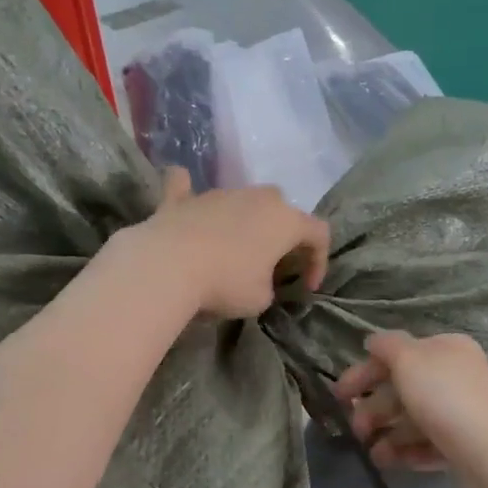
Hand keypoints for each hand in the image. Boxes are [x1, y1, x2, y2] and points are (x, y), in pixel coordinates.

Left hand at [121, 168, 330, 318]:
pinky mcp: (182, 199)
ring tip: (233, 252)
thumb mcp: (261, 299)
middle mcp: (257, 198)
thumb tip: (257, 278)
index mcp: (285, 220)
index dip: (319, 261)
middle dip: (282, 234)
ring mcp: (219, 194)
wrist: (168, 264)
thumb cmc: (226, 283)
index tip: (307, 288)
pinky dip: (189, 193)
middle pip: (281, 209)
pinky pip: (187, 189)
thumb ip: (268, 285)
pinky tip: (185, 191)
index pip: (319, 233)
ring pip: (241, 201)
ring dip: (243, 222)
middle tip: (274, 263)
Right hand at [333, 331, 487, 487]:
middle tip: (356, 429)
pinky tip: (391, 462)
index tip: (339, 395)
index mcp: (446, 349)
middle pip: (403, 388)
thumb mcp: (409, 359)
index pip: (397, 354)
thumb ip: (387, 345)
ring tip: (374, 453)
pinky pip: (428, 444)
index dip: (364, 371)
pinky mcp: (465, 445)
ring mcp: (463, 412)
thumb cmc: (445, 398)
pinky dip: (406, 451)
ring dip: (387, 434)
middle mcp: (456, 376)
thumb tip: (373, 340)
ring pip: (414, 419)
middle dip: (374, 408)